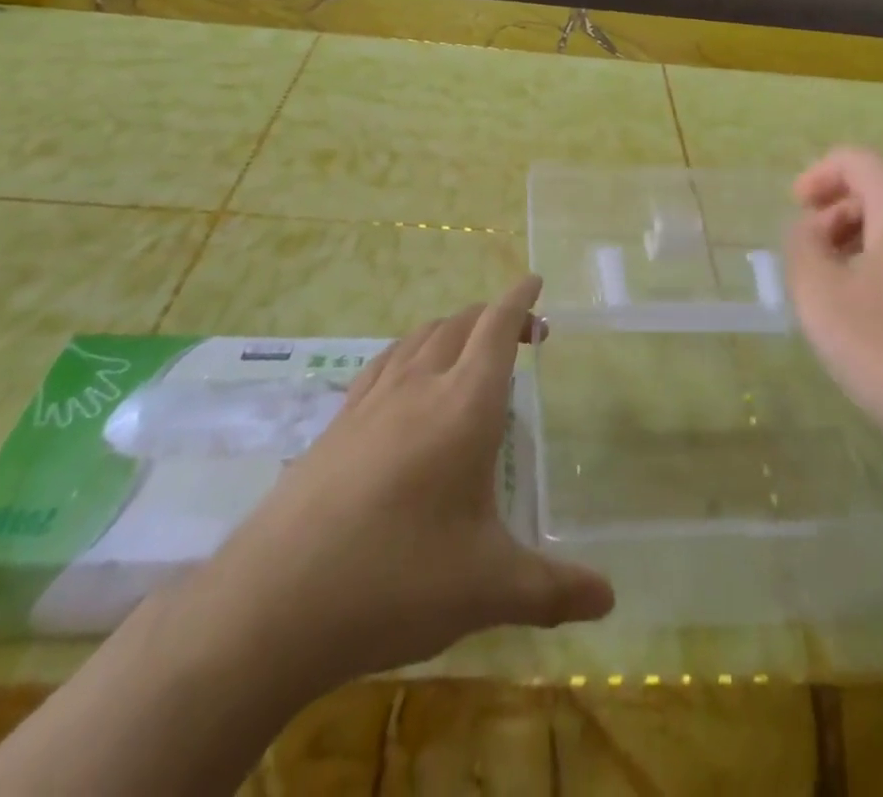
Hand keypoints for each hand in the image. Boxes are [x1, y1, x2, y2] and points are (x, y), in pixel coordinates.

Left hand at [204, 276, 613, 686]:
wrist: (272, 603)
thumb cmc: (396, 581)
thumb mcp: (486, 589)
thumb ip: (552, 589)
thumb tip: (609, 598)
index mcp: (464, 405)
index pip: (497, 328)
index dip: (519, 300)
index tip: (535, 281)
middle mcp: (419, 386)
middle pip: (460, 323)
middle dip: (494, 316)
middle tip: (523, 334)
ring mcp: (372, 401)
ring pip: (419, 337)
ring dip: (452, 328)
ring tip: (469, 350)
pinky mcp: (337, 423)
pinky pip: (384, 363)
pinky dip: (410, 351)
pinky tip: (406, 380)